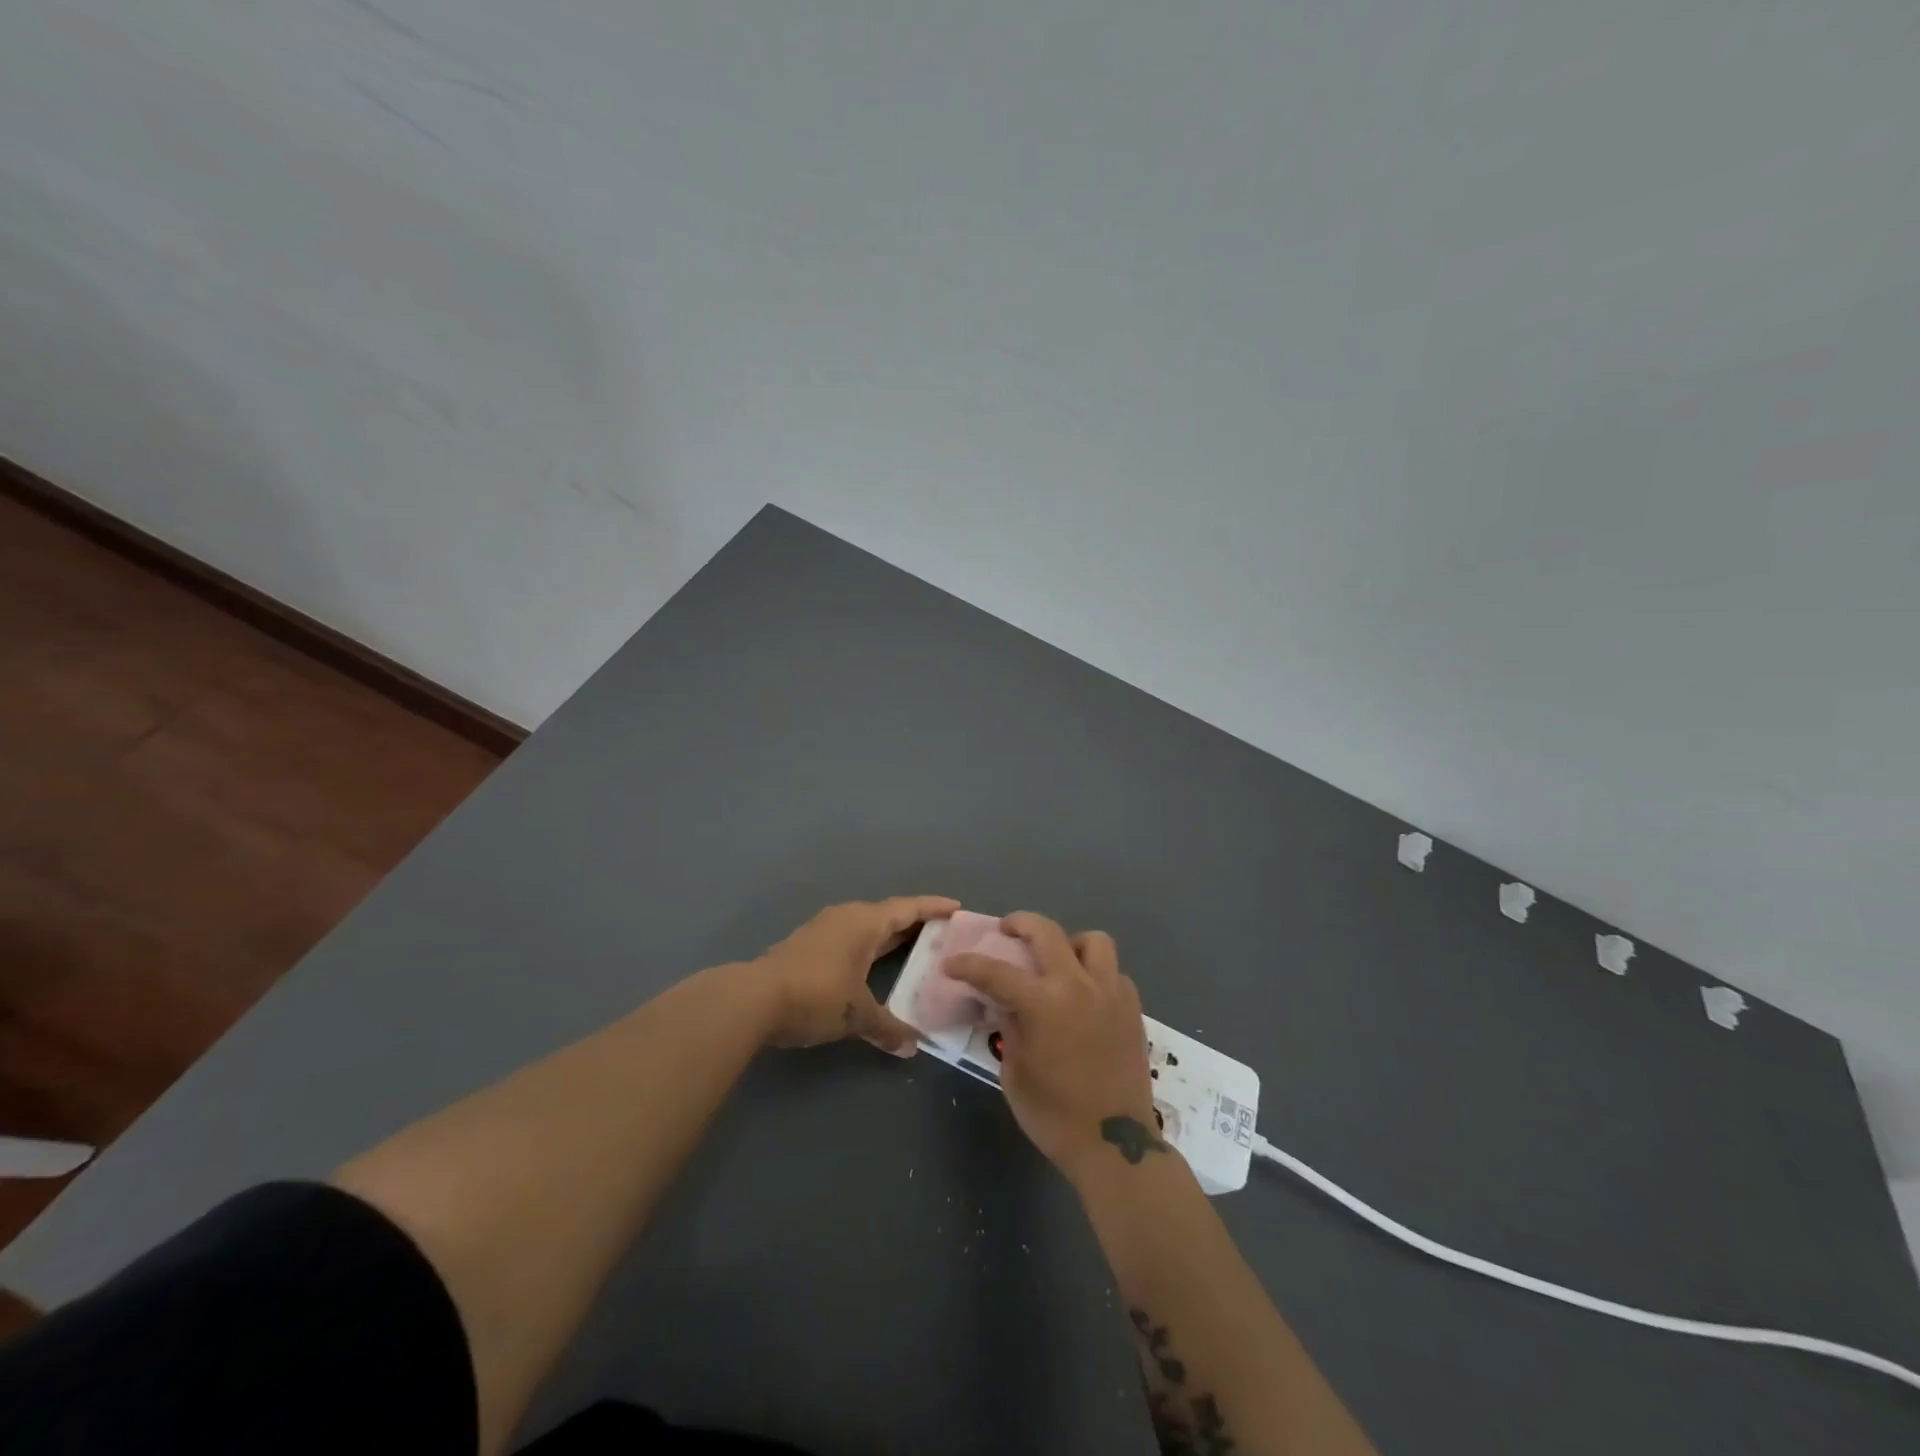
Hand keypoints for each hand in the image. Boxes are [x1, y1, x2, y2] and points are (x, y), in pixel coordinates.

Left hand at [752, 897, 958, 1054]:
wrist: (752, 1000)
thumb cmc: (815, 996)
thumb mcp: (857, 1015)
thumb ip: (888, 1029)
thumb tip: (913, 1047)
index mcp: (865, 922)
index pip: (908, 908)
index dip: (934, 907)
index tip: (957, 908)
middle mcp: (846, 917)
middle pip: (889, 914)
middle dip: (915, 922)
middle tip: (942, 933)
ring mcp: (824, 929)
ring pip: (867, 926)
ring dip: (890, 935)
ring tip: (912, 948)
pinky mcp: (808, 945)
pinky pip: (850, 937)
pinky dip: (869, 946)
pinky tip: (872, 965)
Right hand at [944, 912, 1158, 1180]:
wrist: (1114, 1143)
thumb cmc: (1054, 1115)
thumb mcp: (1014, 1072)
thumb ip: (1008, 1028)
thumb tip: (1003, 1004)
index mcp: (1043, 1004)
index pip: (996, 971)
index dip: (968, 965)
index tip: (952, 964)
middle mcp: (1078, 986)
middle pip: (1047, 932)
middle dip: (1020, 923)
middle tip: (1007, 931)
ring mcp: (1110, 993)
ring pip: (1094, 941)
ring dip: (1070, 943)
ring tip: (1058, 961)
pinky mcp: (1132, 1008)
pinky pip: (1114, 973)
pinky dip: (1096, 973)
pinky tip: (1085, 994)